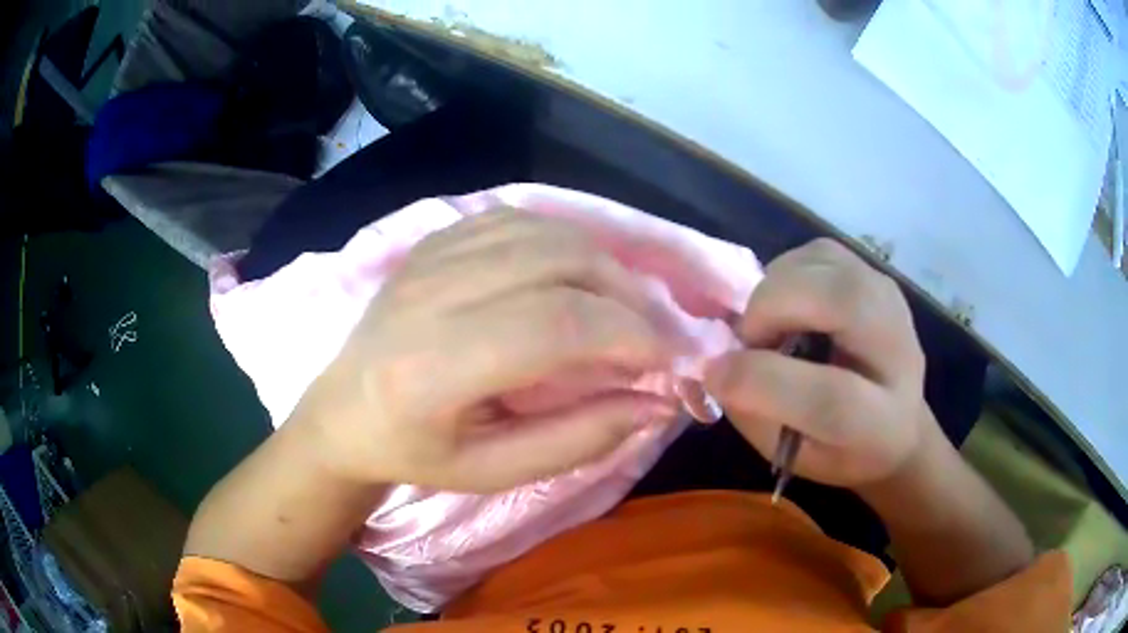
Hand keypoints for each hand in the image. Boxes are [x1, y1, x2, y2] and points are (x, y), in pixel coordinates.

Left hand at [295, 210, 677, 491]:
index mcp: (433, 368)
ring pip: (546, 231)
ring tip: (621, 309)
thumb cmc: (415, 453)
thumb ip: (579, 439)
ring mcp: (430, 256)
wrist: (343, 411)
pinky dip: (565, 243)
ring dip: (604, 266)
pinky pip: (520, 219)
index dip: (628, 336)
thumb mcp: (494, 472)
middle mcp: (430, 295)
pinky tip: (574, 279)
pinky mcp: (434, 239)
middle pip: (559, 262)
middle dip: (628, 298)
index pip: (554, 325)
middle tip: (651, 337)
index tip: (666, 362)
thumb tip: (657, 403)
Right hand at [704, 239, 931, 488]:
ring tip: (771, 325)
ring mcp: (890, 301)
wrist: (901, 422)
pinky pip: (820, 252)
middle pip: (839, 300)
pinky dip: (789, 271)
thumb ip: (755, 413)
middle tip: (749, 340)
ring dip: (776, 288)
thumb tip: (719, 364)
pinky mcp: (877, 275)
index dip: (763, 382)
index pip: (830, 398)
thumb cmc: (841, 450)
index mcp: (881, 423)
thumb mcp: (795, 456)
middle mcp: (897, 351)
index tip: (717, 374)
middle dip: (771, 310)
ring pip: (824, 263)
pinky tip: (789, 304)